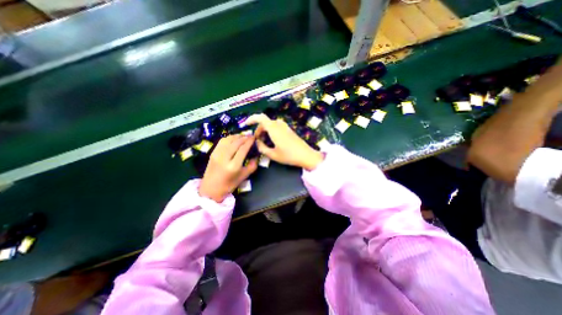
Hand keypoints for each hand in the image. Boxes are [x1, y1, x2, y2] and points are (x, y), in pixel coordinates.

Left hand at [198, 134, 257, 202]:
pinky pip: (222, 141)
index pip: (243, 149)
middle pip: (236, 142)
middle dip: (244, 137)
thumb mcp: (243, 177)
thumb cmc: (229, 185)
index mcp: (233, 166)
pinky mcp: (212, 153)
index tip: (254, 138)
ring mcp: (217, 154)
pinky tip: (234, 139)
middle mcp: (224, 158)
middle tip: (250, 136)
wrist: (210, 189)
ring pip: (228, 139)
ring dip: (236, 136)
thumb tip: (256, 156)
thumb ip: (252, 166)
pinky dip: (229, 138)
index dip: (249, 141)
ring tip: (243, 137)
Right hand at [246, 114, 324, 170]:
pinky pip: (277, 127)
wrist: (306, 155)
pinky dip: (271, 131)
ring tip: (264, 142)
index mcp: (274, 128)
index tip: (246, 124)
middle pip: (265, 122)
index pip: (260, 117)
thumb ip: (262, 148)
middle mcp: (279, 125)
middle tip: (257, 141)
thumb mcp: (272, 154)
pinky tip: (272, 141)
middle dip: (259, 130)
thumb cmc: (289, 155)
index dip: (252, 119)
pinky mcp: (289, 130)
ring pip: (271, 125)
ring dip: (265, 131)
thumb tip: (257, 142)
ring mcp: (285, 127)